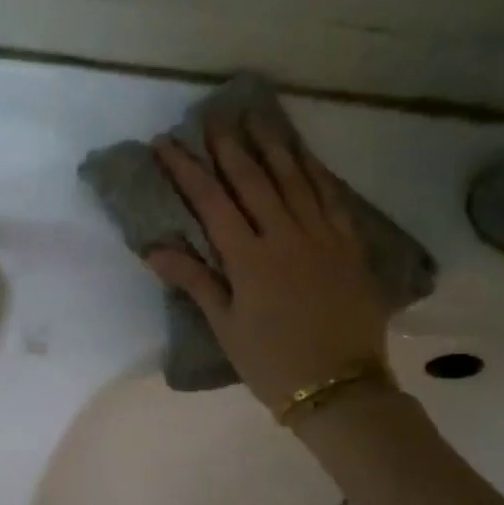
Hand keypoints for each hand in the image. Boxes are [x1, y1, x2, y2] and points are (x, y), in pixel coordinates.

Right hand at [144, 116, 393, 419]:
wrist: (340, 387)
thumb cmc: (272, 362)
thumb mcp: (226, 326)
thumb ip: (194, 281)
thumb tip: (154, 249)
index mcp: (249, 258)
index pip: (212, 202)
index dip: (186, 170)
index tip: (166, 144)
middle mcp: (286, 236)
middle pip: (253, 180)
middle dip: (230, 146)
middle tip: (214, 117)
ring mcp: (322, 237)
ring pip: (295, 179)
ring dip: (273, 146)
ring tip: (257, 119)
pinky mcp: (349, 245)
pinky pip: (331, 197)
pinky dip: (315, 172)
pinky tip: (305, 155)